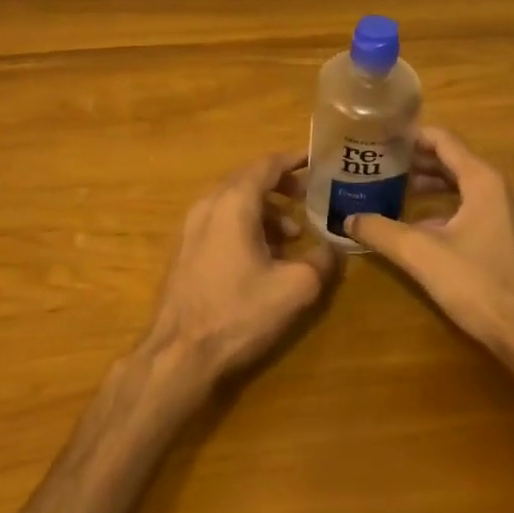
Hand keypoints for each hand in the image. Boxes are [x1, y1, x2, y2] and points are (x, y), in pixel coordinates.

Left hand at [141, 151, 340, 389]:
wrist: (179, 353)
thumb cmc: (238, 313)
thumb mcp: (295, 288)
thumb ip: (321, 261)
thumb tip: (334, 249)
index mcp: (234, 202)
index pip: (266, 165)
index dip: (293, 160)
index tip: (316, 159)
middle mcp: (208, 205)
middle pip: (247, 179)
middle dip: (280, 185)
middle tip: (308, 195)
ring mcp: (190, 227)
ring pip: (232, 202)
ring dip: (264, 210)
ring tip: (291, 235)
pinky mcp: (184, 250)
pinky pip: (219, 221)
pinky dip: (244, 224)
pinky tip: (262, 255)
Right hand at [346, 127, 513, 362]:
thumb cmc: (477, 284)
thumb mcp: (421, 254)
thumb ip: (381, 231)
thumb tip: (348, 219)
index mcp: (484, 181)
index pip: (444, 140)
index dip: (412, 135)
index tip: (382, 137)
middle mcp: (500, 189)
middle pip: (453, 161)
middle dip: (416, 161)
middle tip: (380, 163)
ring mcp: (508, 214)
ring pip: (463, 186)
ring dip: (430, 185)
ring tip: (394, 189)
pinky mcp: (509, 237)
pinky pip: (472, 207)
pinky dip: (445, 207)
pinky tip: (418, 225)